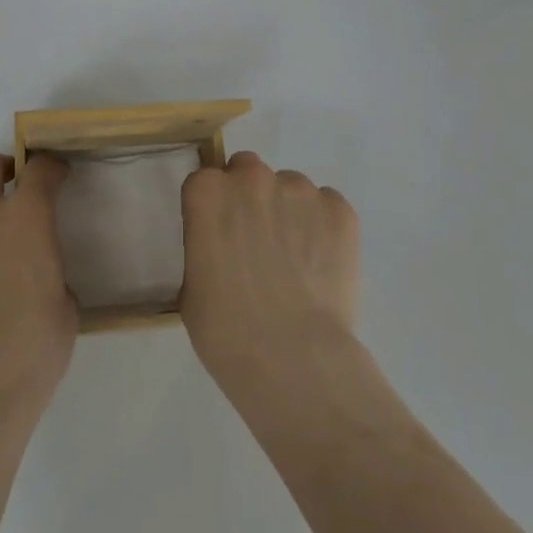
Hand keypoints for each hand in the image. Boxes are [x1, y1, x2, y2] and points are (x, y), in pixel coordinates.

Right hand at [179, 151, 359, 389]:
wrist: (293, 359)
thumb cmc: (226, 331)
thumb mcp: (192, 285)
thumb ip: (205, 245)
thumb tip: (223, 247)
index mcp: (208, 192)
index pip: (206, 182)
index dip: (213, 208)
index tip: (220, 236)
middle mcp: (252, 178)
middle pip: (248, 172)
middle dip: (250, 198)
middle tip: (257, 244)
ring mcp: (300, 190)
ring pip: (290, 188)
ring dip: (288, 212)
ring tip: (296, 262)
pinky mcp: (339, 210)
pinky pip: (326, 207)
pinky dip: (323, 228)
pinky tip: (320, 266)